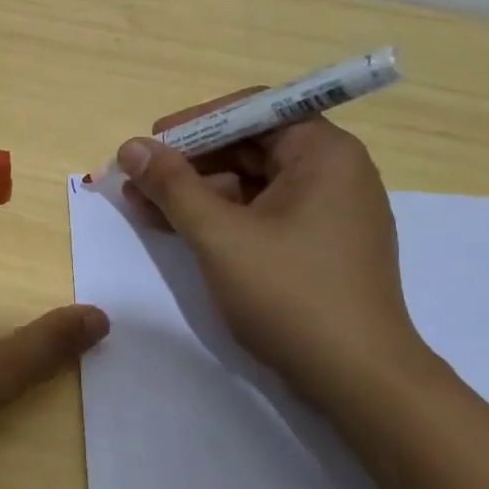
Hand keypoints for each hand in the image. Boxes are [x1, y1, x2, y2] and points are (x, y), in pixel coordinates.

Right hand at [116, 94, 429, 406]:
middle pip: (250, 146)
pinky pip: (264, 214)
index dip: (195, 124)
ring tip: (146, 210)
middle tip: (138, 182)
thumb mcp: (218, 235)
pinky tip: (181, 231)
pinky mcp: (320, 246)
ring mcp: (330, 212)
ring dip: (198, 193)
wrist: (357, 379)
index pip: (253, 110)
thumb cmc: (288, 294)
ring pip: (252, 183)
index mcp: (323, 152)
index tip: (150, 144)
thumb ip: (172, 185)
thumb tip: (130, 146)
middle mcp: (334, 172)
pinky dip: (222, 218)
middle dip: (190, 163)